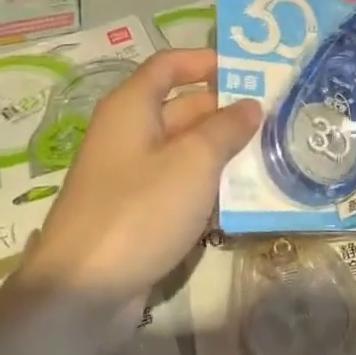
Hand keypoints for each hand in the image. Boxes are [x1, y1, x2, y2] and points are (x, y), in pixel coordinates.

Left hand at [22, 49, 260, 329]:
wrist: (81, 293)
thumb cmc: (139, 210)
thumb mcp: (194, 161)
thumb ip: (226, 128)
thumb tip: (251, 105)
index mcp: (132, 107)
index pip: (170, 65)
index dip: (206, 61)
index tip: (248, 70)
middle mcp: (129, 134)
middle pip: (182, 107)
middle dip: (226, 110)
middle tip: (275, 117)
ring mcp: (131, 176)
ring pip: (185, 149)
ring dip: (223, 150)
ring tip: (271, 153)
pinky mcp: (137, 212)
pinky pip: (179, 185)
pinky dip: (208, 185)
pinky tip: (244, 196)